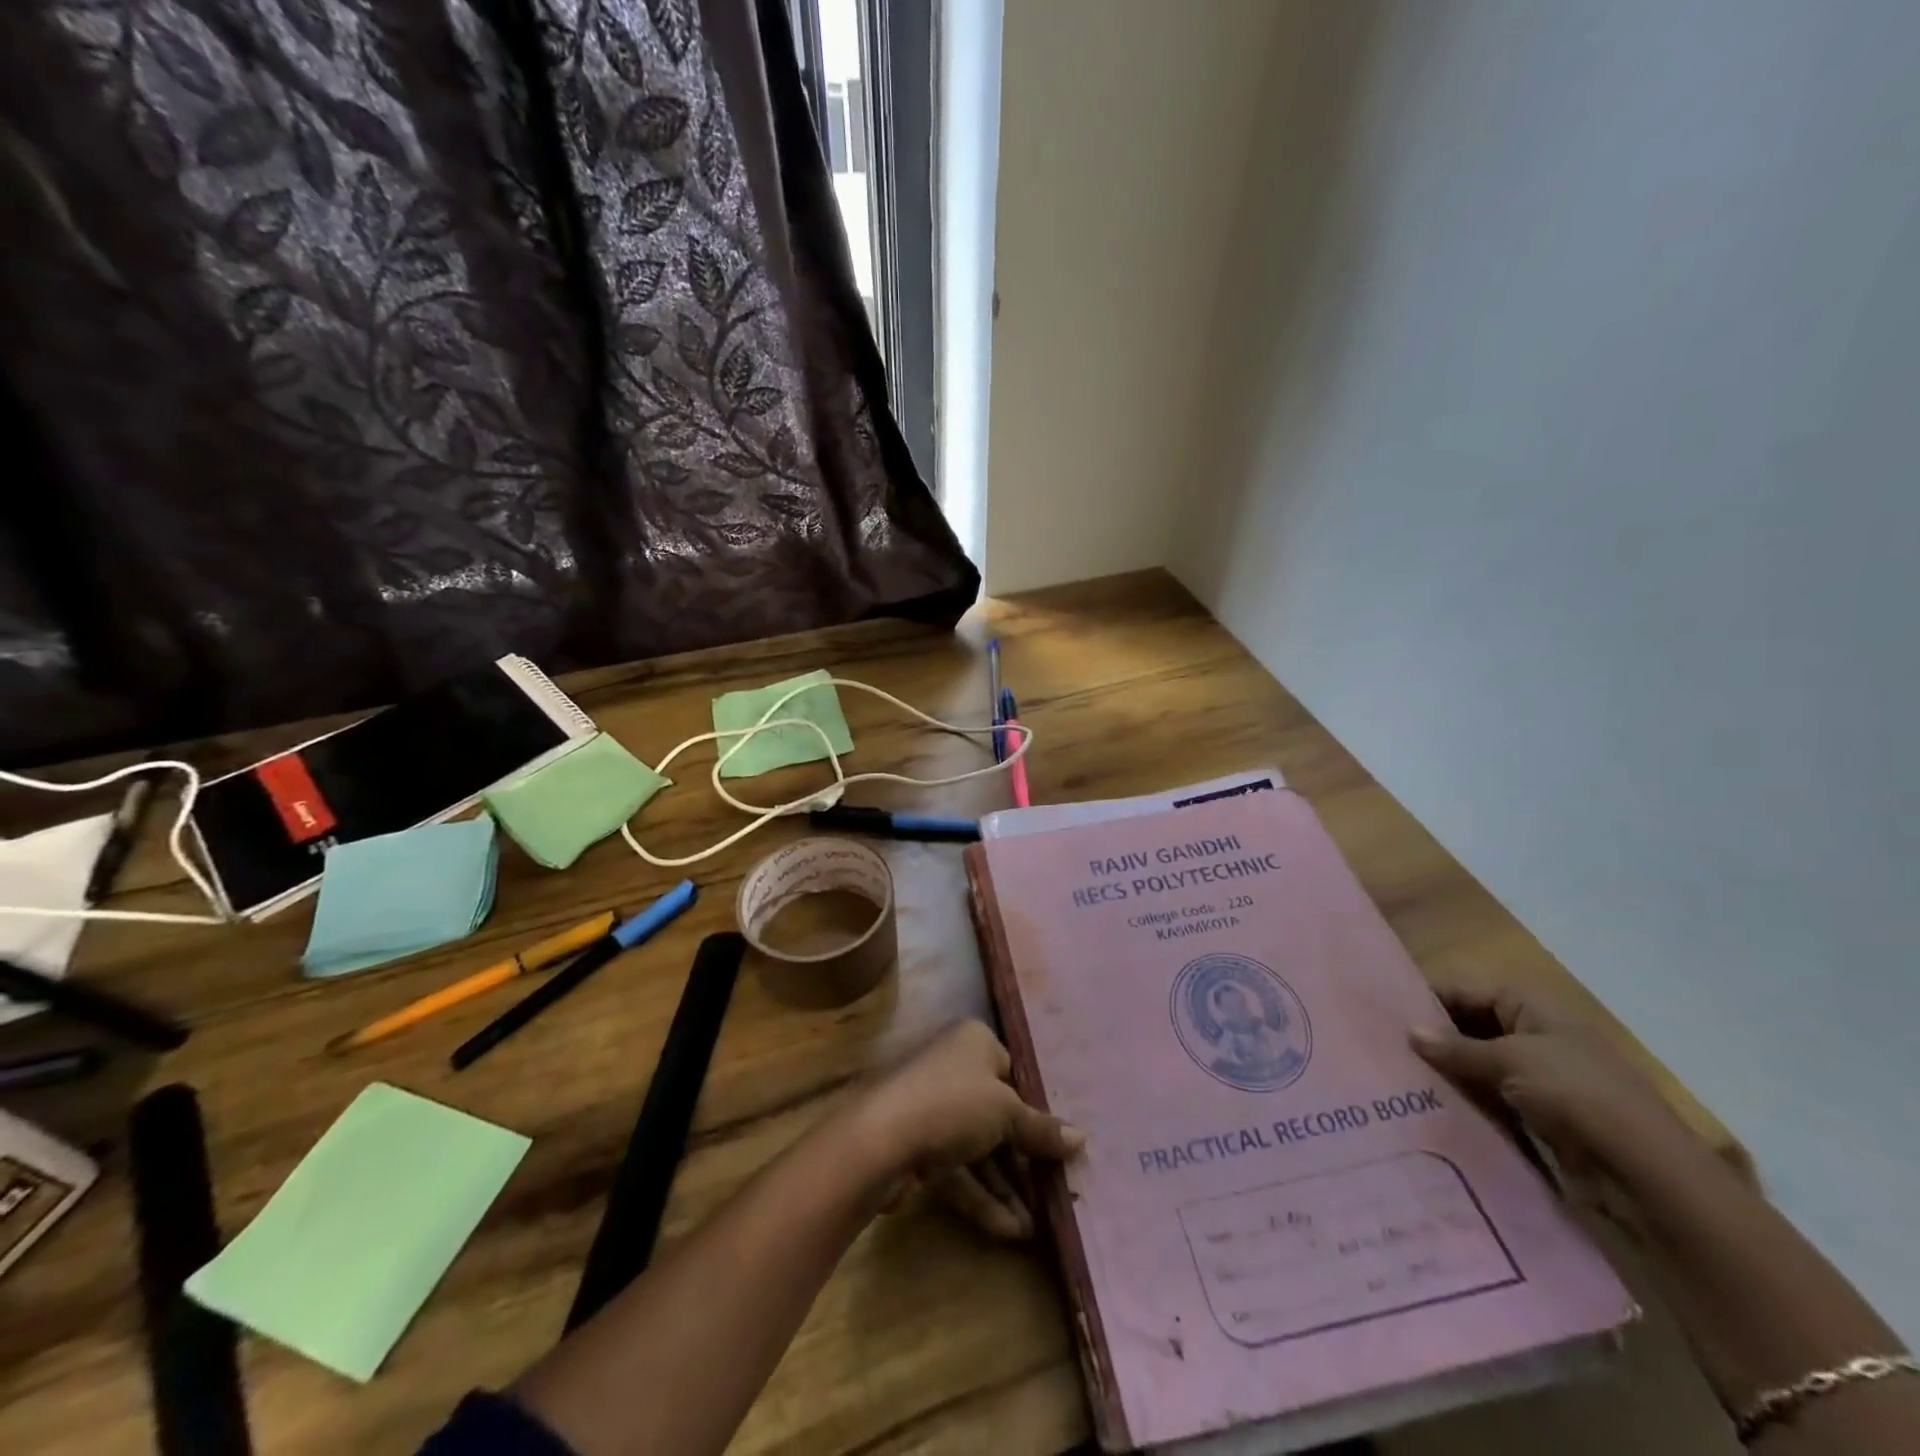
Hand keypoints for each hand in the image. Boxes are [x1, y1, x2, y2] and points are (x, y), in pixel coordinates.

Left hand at [846, 1020, 1084, 1239]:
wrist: (879, 1139)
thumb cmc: (951, 1104)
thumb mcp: (1006, 1112)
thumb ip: (1041, 1129)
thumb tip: (1080, 1139)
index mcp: (973, 1042)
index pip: (1012, 1071)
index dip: (1034, 1106)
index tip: (1058, 1140)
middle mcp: (952, 1068)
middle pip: (997, 1113)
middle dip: (1024, 1155)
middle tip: (1053, 1188)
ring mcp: (932, 1109)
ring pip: (978, 1147)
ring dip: (1006, 1186)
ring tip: (1036, 1226)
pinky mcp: (918, 1147)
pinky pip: (958, 1170)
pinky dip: (982, 1197)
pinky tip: (1011, 1231)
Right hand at [1411, 985, 1714, 1188]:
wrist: (1647, 1173)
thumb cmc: (1577, 1094)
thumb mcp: (1511, 1060)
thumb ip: (1457, 1047)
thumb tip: (1409, 1031)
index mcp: (1531, 1007)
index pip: (1466, 992)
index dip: (1428, 1000)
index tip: (1384, 1012)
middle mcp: (1534, 1035)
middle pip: (1470, 1027)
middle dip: (1433, 1039)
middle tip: (1383, 1048)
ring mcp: (1539, 1077)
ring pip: (1478, 1066)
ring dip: (1447, 1073)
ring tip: (1396, 1079)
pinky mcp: (1540, 1116)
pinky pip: (1491, 1100)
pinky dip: (1466, 1102)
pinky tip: (1429, 1107)